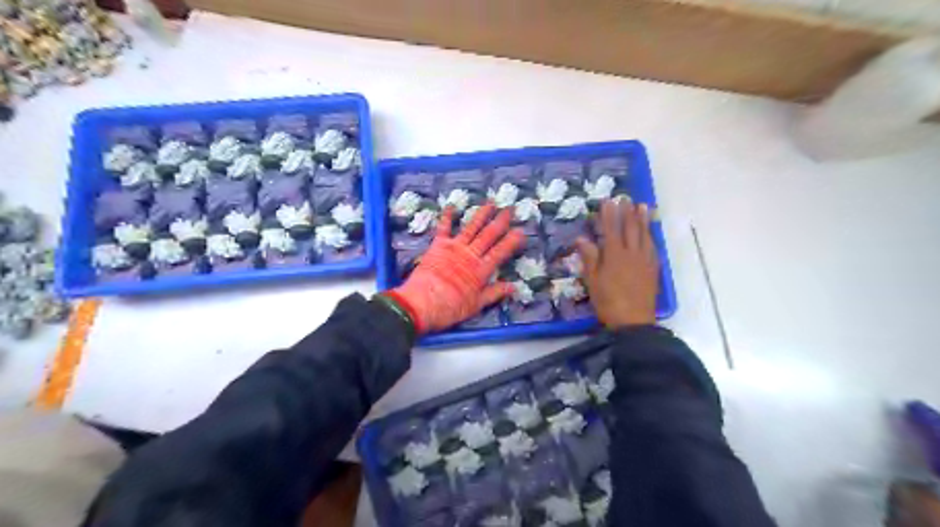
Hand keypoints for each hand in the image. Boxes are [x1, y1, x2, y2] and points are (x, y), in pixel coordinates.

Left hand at [386, 201, 525, 333]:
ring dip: (481, 214)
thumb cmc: (451, 308)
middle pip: (488, 235)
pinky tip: (451, 205)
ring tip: (491, 202)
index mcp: (481, 270)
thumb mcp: (476, 305)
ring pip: (471, 227)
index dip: (511, 241)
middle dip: (500, 222)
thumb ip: (495, 293)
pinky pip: (444, 228)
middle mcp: (470, 255)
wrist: (422, 303)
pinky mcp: (438, 246)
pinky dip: (447, 216)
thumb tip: (514, 287)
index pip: (500, 252)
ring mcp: (454, 248)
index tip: (521, 231)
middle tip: (510, 209)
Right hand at [572, 200, 658, 326]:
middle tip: (626, 198)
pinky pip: (653, 248)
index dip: (609, 214)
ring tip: (643, 206)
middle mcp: (632, 254)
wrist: (633, 322)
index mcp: (614, 255)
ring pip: (645, 235)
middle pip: (630, 229)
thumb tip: (582, 239)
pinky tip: (650, 233)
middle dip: (628, 212)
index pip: (611, 229)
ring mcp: (645, 261)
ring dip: (643, 220)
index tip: (608, 201)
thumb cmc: (608, 302)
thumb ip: (590, 258)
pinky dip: (651, 237)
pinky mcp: (653, 270)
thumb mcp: (593, 281)